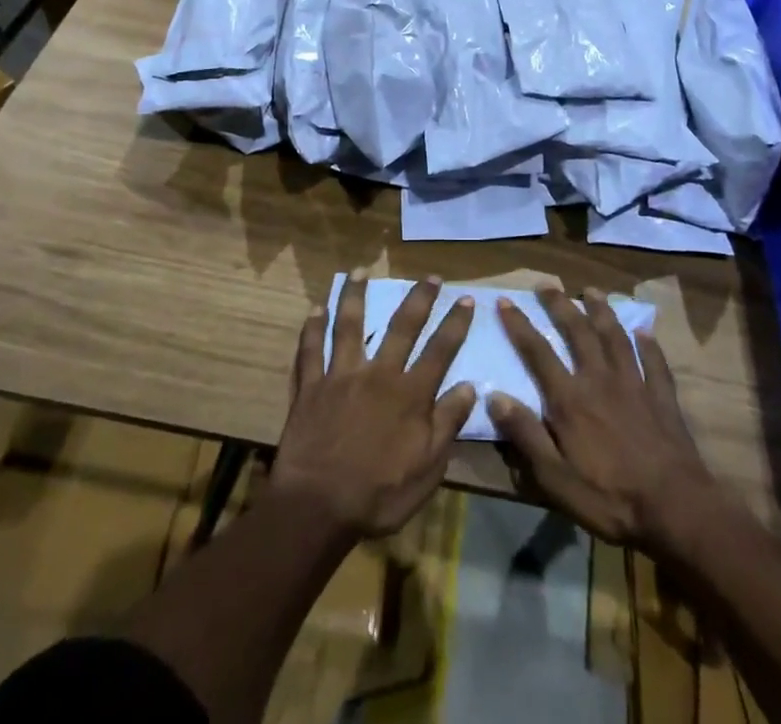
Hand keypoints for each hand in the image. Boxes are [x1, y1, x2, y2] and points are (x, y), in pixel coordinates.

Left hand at [271, 272, 476, 537]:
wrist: (318, 507)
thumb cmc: (379, 495)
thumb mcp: (428, 468)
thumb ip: (448, 423)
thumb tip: (469, 385)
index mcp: (410, 394)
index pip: (440, 350)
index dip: (455, 324)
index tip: (466, 299)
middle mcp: (379, 374)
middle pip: (402, 327)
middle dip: (419, 298)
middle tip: (430, 276)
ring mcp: (341, 375)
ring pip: (350, 326)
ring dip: (355, 296)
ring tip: (360, 271)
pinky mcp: (311, 386)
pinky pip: (311, 350)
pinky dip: (313, 328)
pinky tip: (315, 309)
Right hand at [490, 285, 719, 550]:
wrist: (674, 507)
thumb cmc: (609, 498)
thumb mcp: (555, 477)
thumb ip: (525, 434)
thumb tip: (494, 395)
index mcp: (570, 399)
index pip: (538, 352)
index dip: (519, 325)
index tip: (506, 301)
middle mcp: (599, 379)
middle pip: (577, 332)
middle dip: (560, 305)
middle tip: (547, 283)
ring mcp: (634, 384)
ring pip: (615, 336)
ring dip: (601, 311)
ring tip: (592, 290)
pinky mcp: (662, 397)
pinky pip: (654, 362)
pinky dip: (648, 344)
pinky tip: (644, 332)